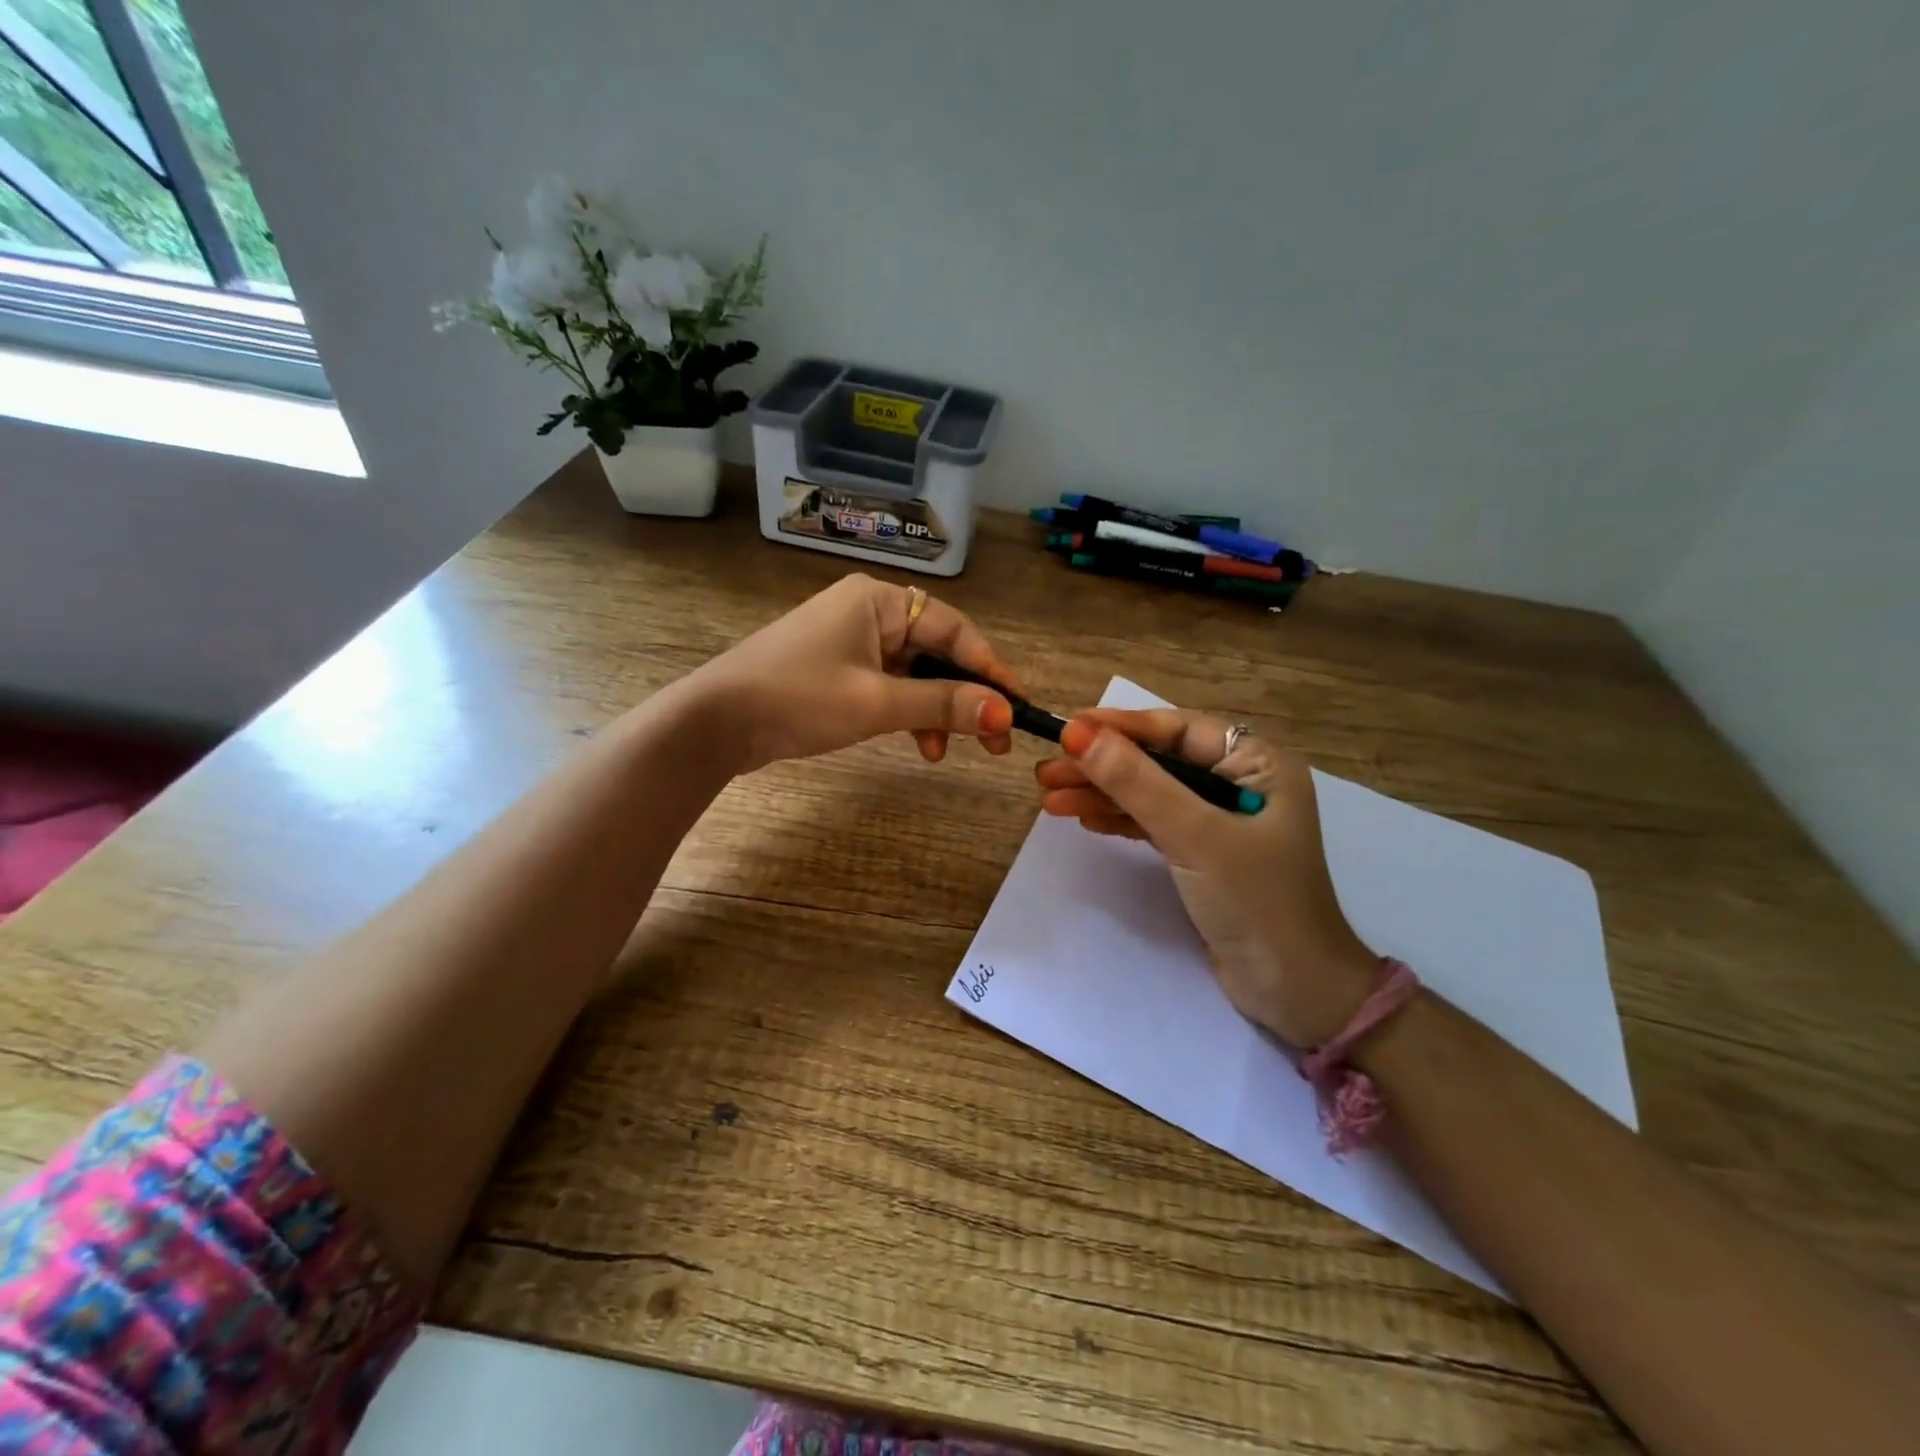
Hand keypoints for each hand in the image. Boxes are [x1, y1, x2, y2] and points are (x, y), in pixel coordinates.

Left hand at [688, 574, 1019, 773]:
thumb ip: (943, 704)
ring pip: (914, 673)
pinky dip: (907, 713)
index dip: (989, 668)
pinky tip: (919, 745)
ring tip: (948, 750)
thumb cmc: (799, 698)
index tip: (1017, 705)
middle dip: (964, 695)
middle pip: (935, 651)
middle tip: (994, 738)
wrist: (715, 722)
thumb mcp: (877, 702)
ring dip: (936, 710)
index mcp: (878, 600)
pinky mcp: (836, 670)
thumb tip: (1003, 712)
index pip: (953, 629)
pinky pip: (888, 686)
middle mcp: (868, 612)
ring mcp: (850, 641)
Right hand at [1035, 709, 1377, 1046]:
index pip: (1178, 730)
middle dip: (1103, 766)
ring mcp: (1222, 820)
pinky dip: (1120, 820)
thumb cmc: (1256, 903)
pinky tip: (1084, 818)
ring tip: (1050, 799)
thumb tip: (1078, 734)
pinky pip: (1155, 823)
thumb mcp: (1195, 836)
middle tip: (1046, 771)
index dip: (1120, 727)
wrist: (1295, 994)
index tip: (1067, 729)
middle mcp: (1241, 782)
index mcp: (1258, 763)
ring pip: (1151, 793)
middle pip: (1159, 761)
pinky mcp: (1205, 854)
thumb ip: (1137, 782)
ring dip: (1103, 795)